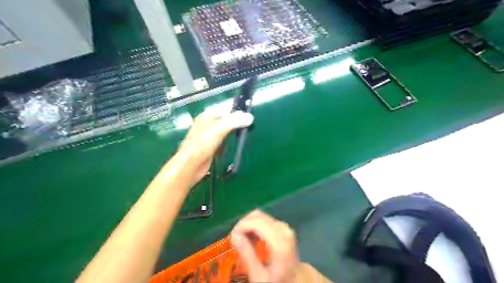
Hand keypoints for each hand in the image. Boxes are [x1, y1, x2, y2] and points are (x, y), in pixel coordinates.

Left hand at [175, 106, 252, 185]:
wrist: (190, 166)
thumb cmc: (202, 145)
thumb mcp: (218, 130)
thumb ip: (234, 122)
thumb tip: (250, 116)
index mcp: (207, 116)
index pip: (225, 108)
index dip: (237, 109)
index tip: (250, 113)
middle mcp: (208, 123)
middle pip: (226, 118)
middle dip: (237, 121)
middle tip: (251, 123)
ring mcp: (210, 135)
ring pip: (226, 129)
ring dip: (235, 130)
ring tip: (247, 131)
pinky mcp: (212, 146)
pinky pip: (224, 139)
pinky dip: (230, 140)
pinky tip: (237, 142)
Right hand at [231, 209, 298, 282]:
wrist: (296, 282)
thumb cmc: (278, 282)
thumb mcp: (259, 277)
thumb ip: (247, 255)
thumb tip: (234, 236)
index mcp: (280, 243)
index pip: (256, 222)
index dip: (241, 226)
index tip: (231, 238)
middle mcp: (284, 230)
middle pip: (258, 216)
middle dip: (243, 224)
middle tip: (234, 240)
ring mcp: (285, 227)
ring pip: (261, 216)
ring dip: (248, 225)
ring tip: (242, 241)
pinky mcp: (284, 227)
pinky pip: (265, 219)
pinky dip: (255, 226)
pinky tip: (252, 239)